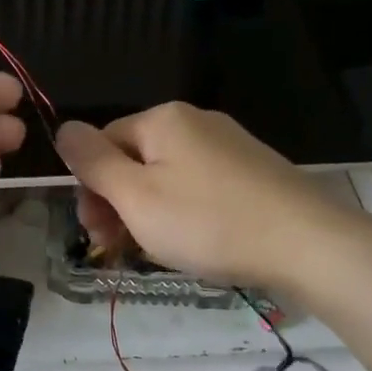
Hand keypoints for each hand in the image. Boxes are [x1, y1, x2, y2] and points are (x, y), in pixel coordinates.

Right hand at [54, 104, 364, 288]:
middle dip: (119, 203)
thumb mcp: (136, 196)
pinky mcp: (253, 171)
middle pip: (134, 159)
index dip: (90, 188)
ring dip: (149, 212)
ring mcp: (228, 145)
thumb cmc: (209, 221)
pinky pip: (199, 186)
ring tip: (159, 251)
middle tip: (122, 248)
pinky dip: (184, 213)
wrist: (308, 244)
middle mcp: (195, 121)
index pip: (102, 143)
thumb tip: (63, 128)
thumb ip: (93, 162)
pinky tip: (195, 242)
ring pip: (166, 177)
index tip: (95, 233)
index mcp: (162, 119)